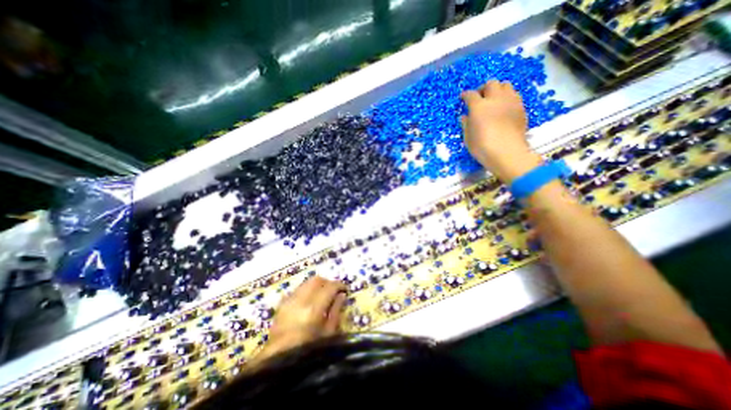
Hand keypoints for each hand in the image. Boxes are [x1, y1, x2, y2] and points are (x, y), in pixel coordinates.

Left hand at [258, 275, 346, 357]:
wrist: (279, 362)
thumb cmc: (308, 351)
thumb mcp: (328, 334)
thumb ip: (336, 311)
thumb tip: (342, 295)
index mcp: (313, 309)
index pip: (330, 287)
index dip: (340, 285)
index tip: (345, 289)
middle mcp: (300, 300)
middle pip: (317, 280)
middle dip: (328, 282)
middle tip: (334, 290)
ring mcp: (289, 301)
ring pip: (306, 282)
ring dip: (317, 285)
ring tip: (323, 295)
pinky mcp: (282, 304)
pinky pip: (297, 289)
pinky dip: (306, 290)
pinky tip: (310, 301)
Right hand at [462, 80, 540, 181]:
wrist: (507, 152)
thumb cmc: (483, 147)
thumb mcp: (468, 138)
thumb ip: (466, 124)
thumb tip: (465, 116)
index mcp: (479, 106)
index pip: (470, 94)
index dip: (465, 95)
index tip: (463, 98)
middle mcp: (495, 99)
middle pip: (490, 84)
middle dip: (483, 89)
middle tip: (480, 97)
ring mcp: (510, 101)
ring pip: (505, 85)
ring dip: (497, 90)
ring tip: (494, 100)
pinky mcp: (521, 107)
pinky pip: (514, 95)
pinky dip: (507, 97)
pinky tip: (504, 107)